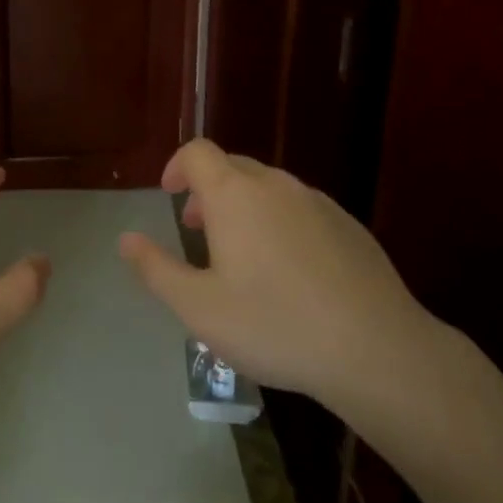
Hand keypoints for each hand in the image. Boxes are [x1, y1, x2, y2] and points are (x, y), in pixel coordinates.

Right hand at [118, 139, 440, 422]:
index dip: (177, 166)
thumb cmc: (275, 325)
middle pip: (232, 167)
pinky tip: (290, 273)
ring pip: (268, 189)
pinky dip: (280, 223)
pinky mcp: (349, 226)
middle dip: (208, 190)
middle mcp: (275, 186)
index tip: (169, 195)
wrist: (377, 350)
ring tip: (242, 256)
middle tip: (198, 230)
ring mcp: (317, 202)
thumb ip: (156, 269)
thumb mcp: (199, 308)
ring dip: (244, 207)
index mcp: (235, 195)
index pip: (197, 152)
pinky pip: (300, 209)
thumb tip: (126, 239)